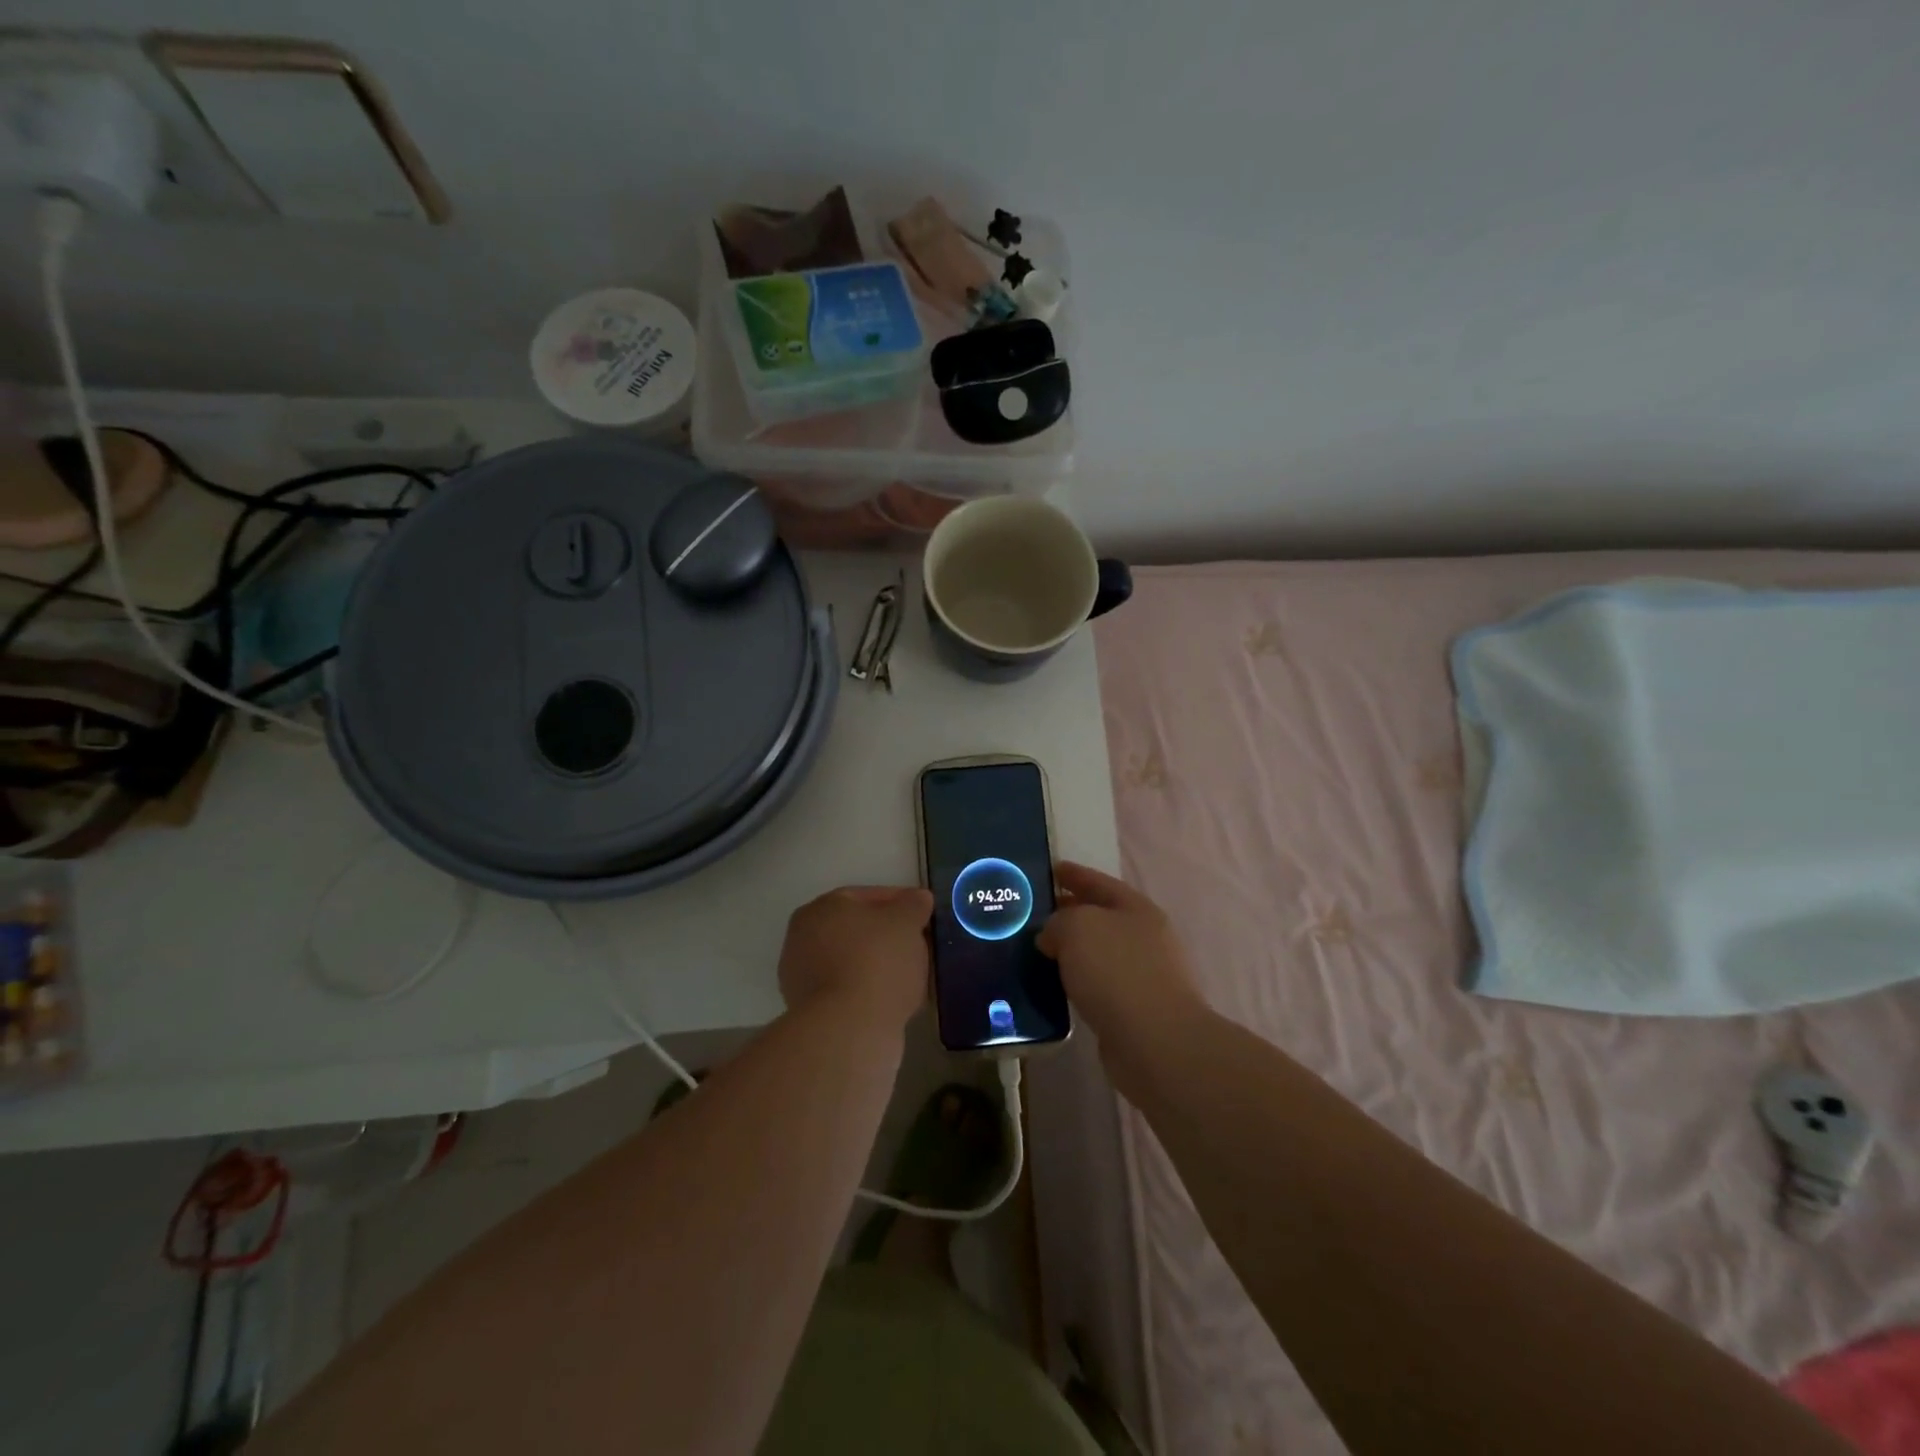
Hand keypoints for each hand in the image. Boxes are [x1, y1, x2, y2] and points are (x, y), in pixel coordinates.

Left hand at [778, 886, 932, 1030]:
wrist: (850, 1028)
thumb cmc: (877, 961)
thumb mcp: (906, 922)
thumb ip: (913, 905)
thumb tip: (918, 898)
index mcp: (821, 908)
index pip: (865, 896)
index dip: (898, 902)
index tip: (922, 914)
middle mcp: (802, 938)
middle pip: (855, 930)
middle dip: (886, 935)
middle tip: (917, 944)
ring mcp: (802, 978)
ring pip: (851, 962)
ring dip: (878, 965)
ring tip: (911, 974)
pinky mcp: (810, 1013)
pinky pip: (848, 990)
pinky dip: (869, 990)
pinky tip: (894, 998)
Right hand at [1037, 863, 1207, 1084]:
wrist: (1155, 1042)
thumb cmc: (1117, 971)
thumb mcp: (1077, 928)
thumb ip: (1058, 922)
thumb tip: (1052, 936)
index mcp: (1136, 909)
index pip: (1098, 882)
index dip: (1073, 874)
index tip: (1048, 869)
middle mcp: (1144, 938)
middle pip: (1100, 917)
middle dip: (1069, 913)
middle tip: (1032, 913)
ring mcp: (1143, 975)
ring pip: (1097, 953)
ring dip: (1071, 951)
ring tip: (1036, 950)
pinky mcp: (1133, 1010)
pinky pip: (1097, 985)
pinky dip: (1076, 981)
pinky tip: (1054, 986)